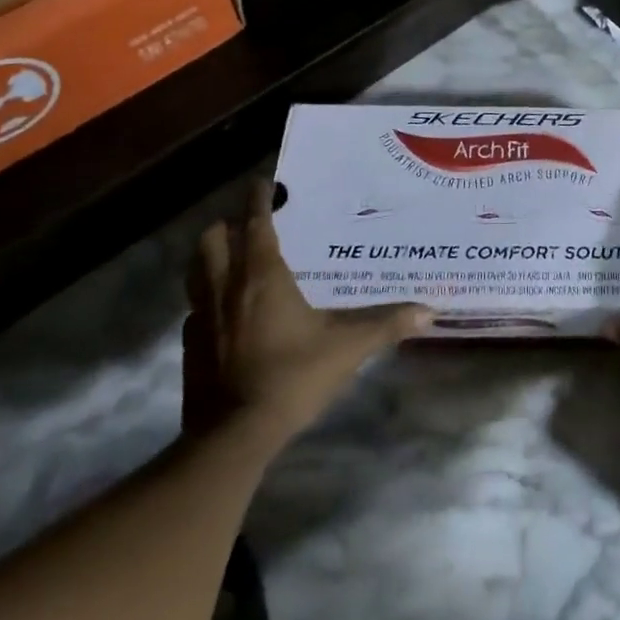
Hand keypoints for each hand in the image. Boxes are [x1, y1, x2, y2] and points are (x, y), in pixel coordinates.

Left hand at [184, 178, 431, 445]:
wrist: (233, 437)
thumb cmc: (291, 377)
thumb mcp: (346, 348)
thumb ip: (386, 324)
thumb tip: (429, 310)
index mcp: (262, 277)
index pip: (255, 224)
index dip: (257, 199)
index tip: (262, 183)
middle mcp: (227, 288)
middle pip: (213, 240)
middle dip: (226, 225)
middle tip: (248, 224)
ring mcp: (202, 317)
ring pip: (196, 270)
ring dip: (210, 256)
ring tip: (231, 257)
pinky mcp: (190, 346)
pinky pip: (193, 308)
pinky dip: (205, 298)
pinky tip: (224, 312)